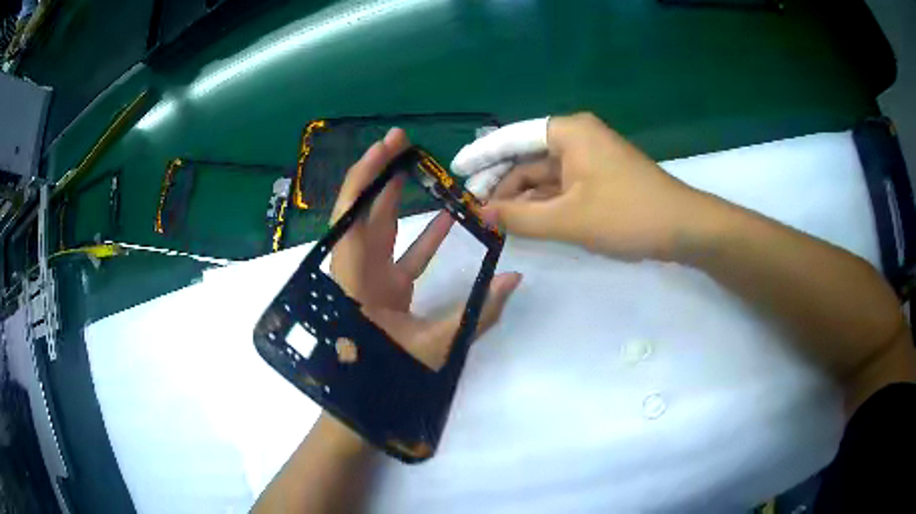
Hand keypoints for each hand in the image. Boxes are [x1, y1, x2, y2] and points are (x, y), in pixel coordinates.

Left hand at [330, 128, 521, 369]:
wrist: (363, 404)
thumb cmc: (387, 378)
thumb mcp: (435, 347)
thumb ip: (478, 315)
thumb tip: (515, 280)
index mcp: (356, 281)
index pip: (353, 219)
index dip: (365, 179)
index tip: (384, 148)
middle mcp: (357, 272)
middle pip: (361, 213)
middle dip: (379, 174)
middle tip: (400, 142)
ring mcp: (369, 280)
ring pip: (378, 230)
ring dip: (395, 199)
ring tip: (416, 167)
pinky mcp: (383, 289)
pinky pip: (401, 255)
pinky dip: (421, 238)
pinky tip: (446, 220)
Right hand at [451, 113, 717, 260]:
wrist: (684, 228)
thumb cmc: (627, 215)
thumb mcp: (568, 220)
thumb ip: (520, 217)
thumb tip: (481, 215)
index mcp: (567, 132)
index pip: (511, 138)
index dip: (481, 155)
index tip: (455, 172)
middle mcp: (576, 138)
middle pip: (526, 156)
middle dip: (499, 182)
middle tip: (472, 209)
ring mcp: (589, 159)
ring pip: (543, 175)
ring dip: (519, 196)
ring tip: (493, 220)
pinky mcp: (599, 179)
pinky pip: (560, 186)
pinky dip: (541, 202)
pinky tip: (523, 220)